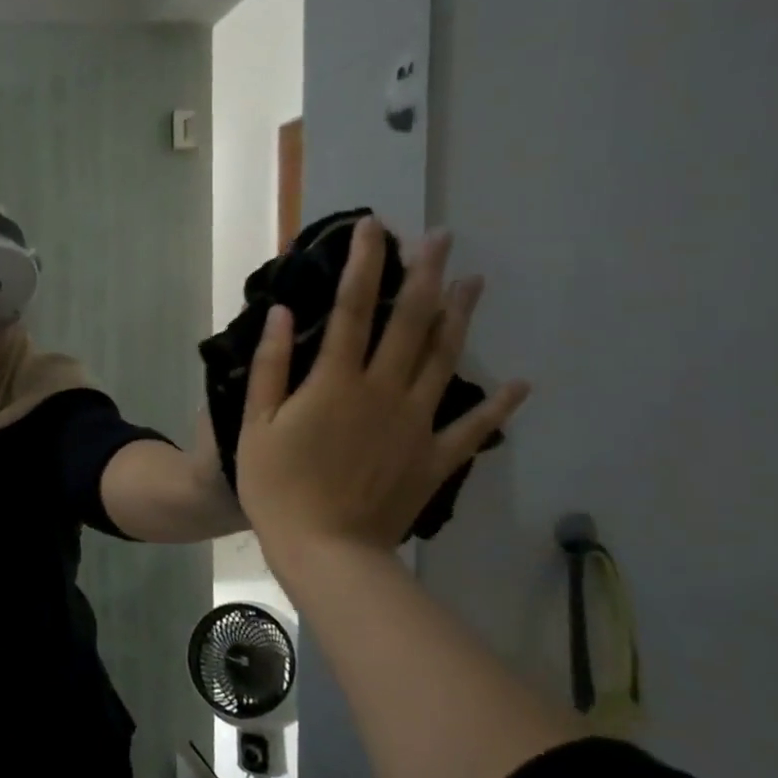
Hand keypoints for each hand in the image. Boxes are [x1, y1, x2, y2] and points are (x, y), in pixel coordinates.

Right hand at [235, 219, 528, 552]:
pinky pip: (474, 426)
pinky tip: (521, 382)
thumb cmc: (278, 486)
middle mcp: (383, 391)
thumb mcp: (256, 424)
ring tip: (474, 281)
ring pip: (445, 359)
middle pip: (410, 322)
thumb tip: (284, 313)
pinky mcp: (435, 457)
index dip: (362, 264)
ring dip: (459, 317)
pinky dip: (499, 404)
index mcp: (337, 382)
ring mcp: (416, 423)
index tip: (371, 227)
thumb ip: (272, 367)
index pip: (351, 309)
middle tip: (440, 236)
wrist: (326, 550)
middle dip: (423, 274)